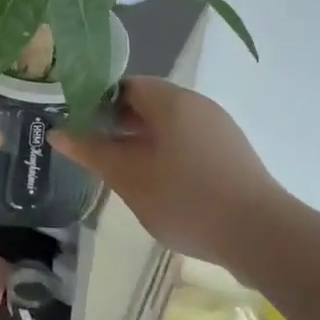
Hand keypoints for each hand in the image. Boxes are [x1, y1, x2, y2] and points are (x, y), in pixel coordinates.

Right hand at [51, 78, 291, 268]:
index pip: (124, 84)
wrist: (262, 235)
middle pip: (147, 103)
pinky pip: (189, 141)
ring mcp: (219, 128)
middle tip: (95, 151)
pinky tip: (159, 184)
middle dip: (118, 124)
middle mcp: (196, 103)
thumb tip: (57, 131)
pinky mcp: (232, 153)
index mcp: (170, 99)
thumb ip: (90, 150)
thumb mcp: (127, 176)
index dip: (97, 101)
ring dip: (142, 141)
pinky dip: (168, 153)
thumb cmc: (185, 197)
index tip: (79, 126)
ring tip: (123, 171)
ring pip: (169, 124)